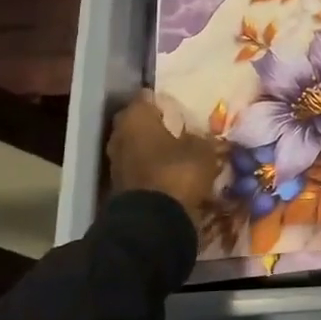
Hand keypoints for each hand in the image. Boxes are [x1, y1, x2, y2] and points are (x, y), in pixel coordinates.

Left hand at [106, 92, 220, 224]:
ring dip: (153, 147)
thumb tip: (204, 136)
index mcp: (136, 117)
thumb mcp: (203, 152)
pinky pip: (138, 167)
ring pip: (137, 145)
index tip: (180, 104)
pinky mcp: (120, 185)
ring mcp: (116, 161)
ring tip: (177, 151)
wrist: (154, 222)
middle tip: (179, 127)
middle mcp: (120, 134)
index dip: (164, 100)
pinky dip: (151, 167)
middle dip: (156, 124)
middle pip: (139, 122)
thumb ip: (203, 138)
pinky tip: (169, 171)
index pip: (147, 97)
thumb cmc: (178, 173)